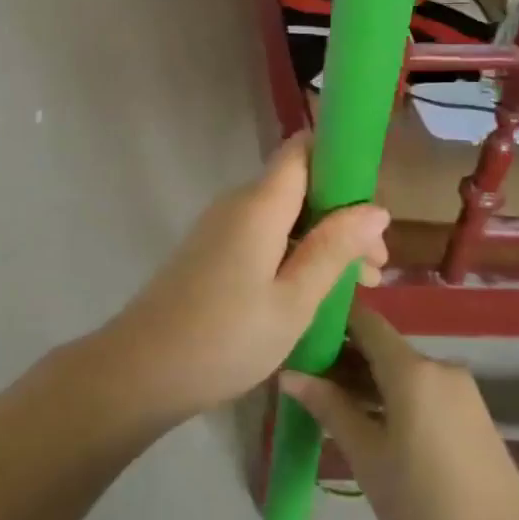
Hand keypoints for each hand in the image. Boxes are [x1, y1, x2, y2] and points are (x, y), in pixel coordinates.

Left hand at [99, 134, 389, 421]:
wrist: (143, 368)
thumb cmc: (226, 337)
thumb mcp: (293, 300)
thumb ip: (333, 249)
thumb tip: (375, 208)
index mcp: (259, 204)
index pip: (302, 150)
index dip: (341, 161)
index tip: (373, 205)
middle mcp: (237, 203)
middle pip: (299, 186)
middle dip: (342, 216)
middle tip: (375, 270)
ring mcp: (221, 226)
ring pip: (284, 215)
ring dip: (323, 240)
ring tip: (357, 288)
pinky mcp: (212, 250)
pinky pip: (264, 235)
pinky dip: (295, 253)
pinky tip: (316, 292)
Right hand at [281, 304, 518, 519]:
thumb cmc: (427, 508)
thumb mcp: (368, 458)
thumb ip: (329, 407)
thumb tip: (289, 373)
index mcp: (412, 369)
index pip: (364, 320)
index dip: (330, 320)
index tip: (297, 332)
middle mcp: (439, 368)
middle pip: (381, 346)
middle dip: (342, 357)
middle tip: (303, 379)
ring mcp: (461, 392)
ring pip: (401, 371)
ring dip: (366, 381)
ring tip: (328, 405)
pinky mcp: (472, 417)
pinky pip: (422, 391)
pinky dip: (392, 398)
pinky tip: (369, 425)